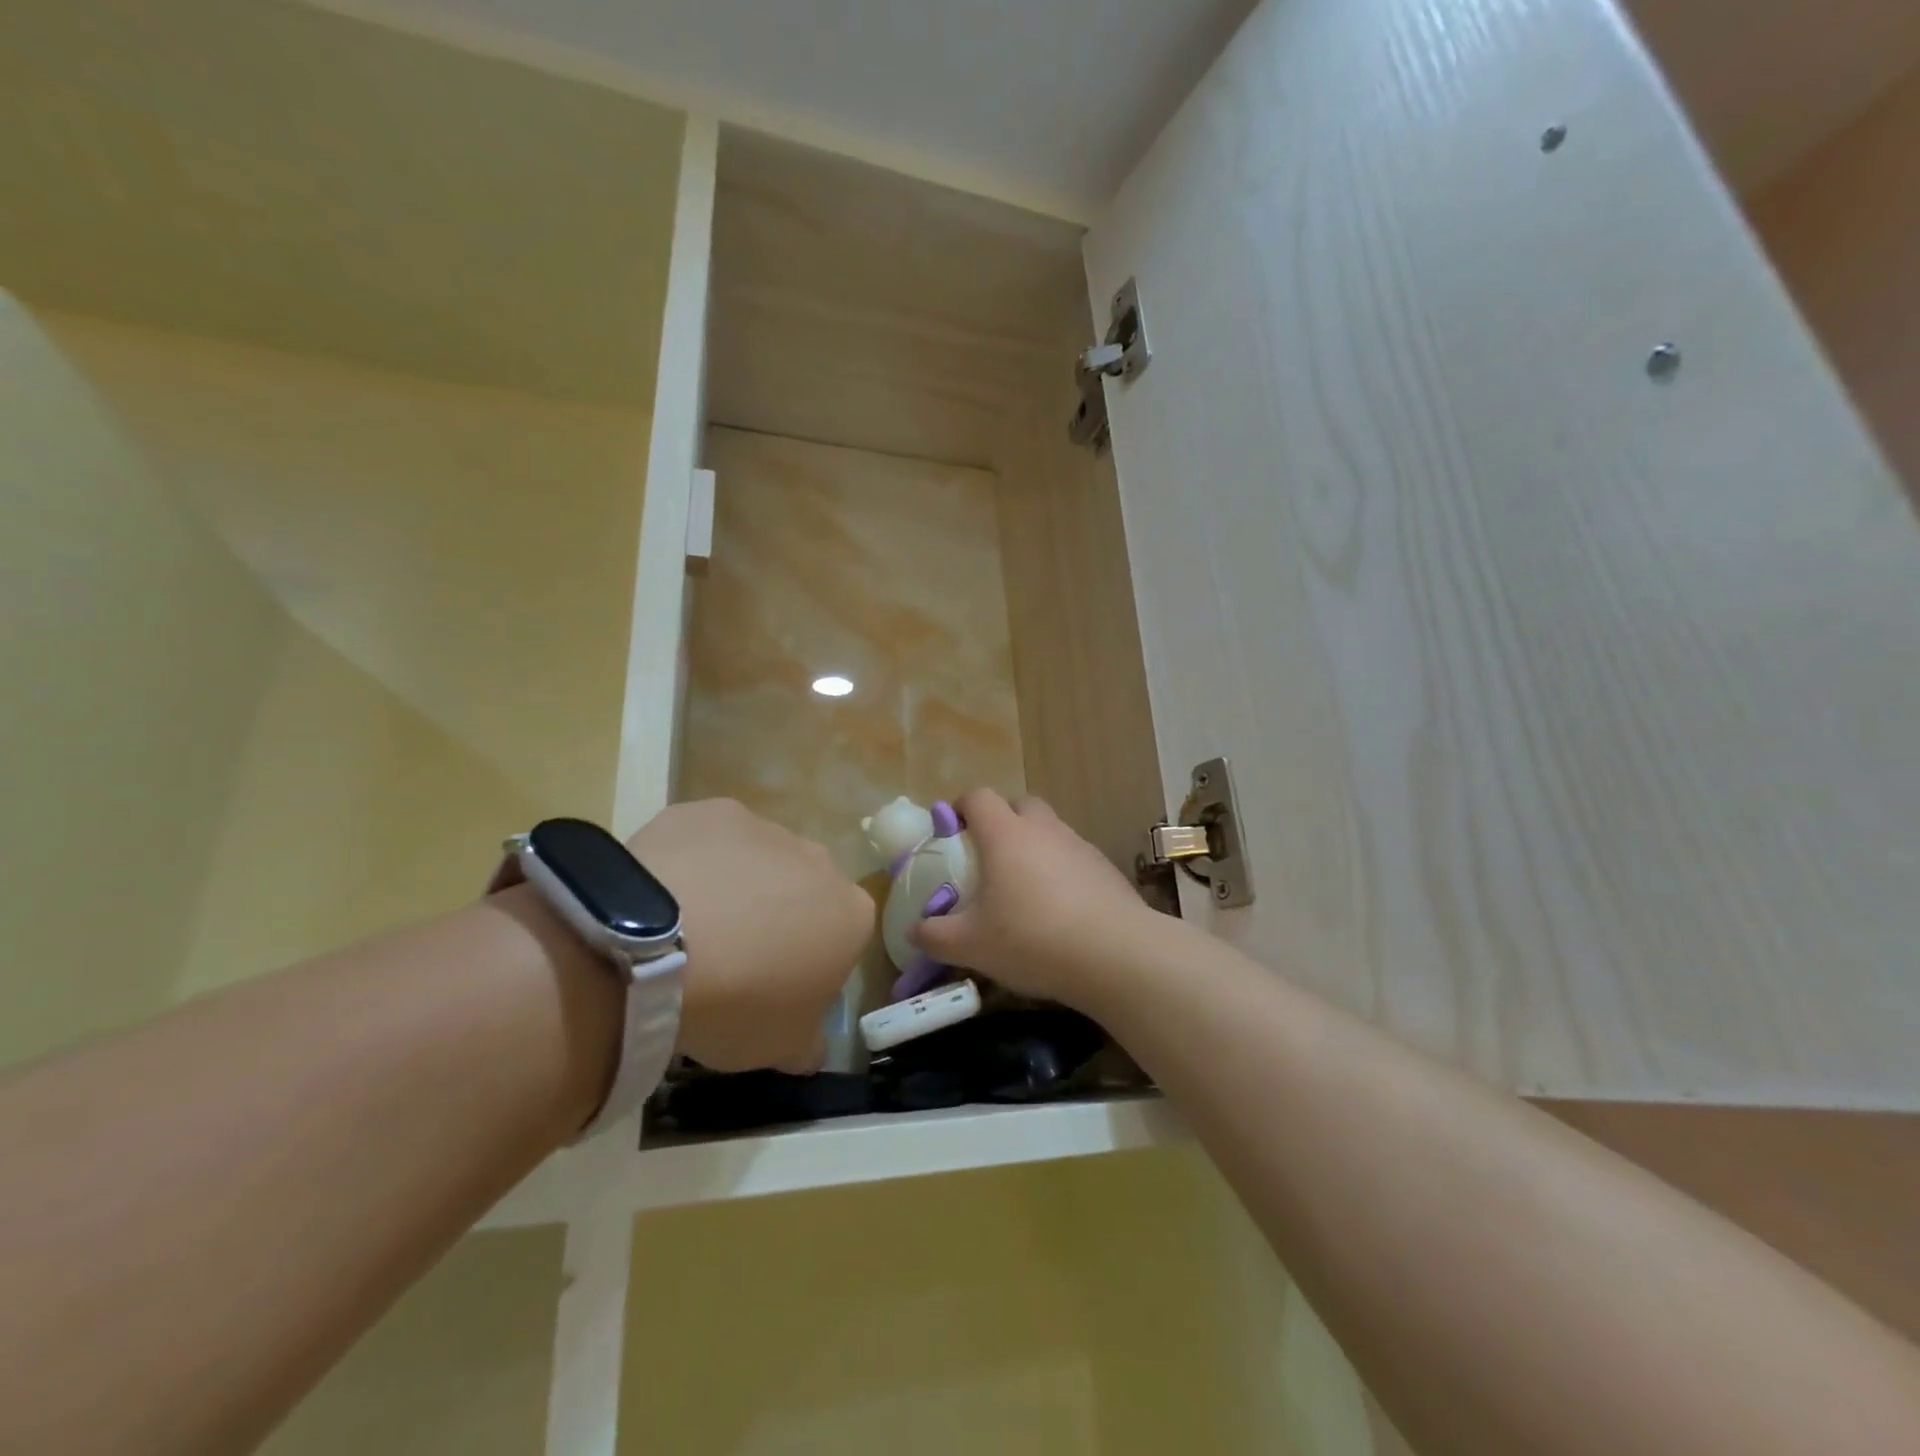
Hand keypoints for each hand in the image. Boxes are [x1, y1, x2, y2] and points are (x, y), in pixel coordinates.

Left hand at [628, 799, 872, 1071]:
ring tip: (686, 930)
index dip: (810, 965)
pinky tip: (659, 895)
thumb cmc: (739, 1003)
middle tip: (731, 960)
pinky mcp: (710, 811)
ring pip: (757, 861)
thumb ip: (807, 1042)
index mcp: (851, 915)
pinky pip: (707, 840)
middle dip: (778, 917)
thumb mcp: (782, 1048)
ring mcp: (765, 828)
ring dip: (735, 887)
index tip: (773, 991)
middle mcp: (819, 861)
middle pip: (804, 891)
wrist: (659, 945)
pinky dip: (692, 862)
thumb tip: (809, 1046)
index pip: (843, 939)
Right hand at [908, 788, 1156, 1009]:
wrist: (1115, 954)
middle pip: (1019, 804)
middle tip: (989, 857)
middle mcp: (1043, 828)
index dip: (961, 807)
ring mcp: (1078, 845)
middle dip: (1001, 821)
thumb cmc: (1032, 939)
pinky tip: (1059, 908)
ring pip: (1049, 829)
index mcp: (1005, 834)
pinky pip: (1074, 856)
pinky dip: (1061, 870)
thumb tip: (914, 932)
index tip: (951, 832)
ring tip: (1024, 888)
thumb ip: (935, 936)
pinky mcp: (1105, 867)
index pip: (978, 797)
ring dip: (1033, 846)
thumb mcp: (971, 945)